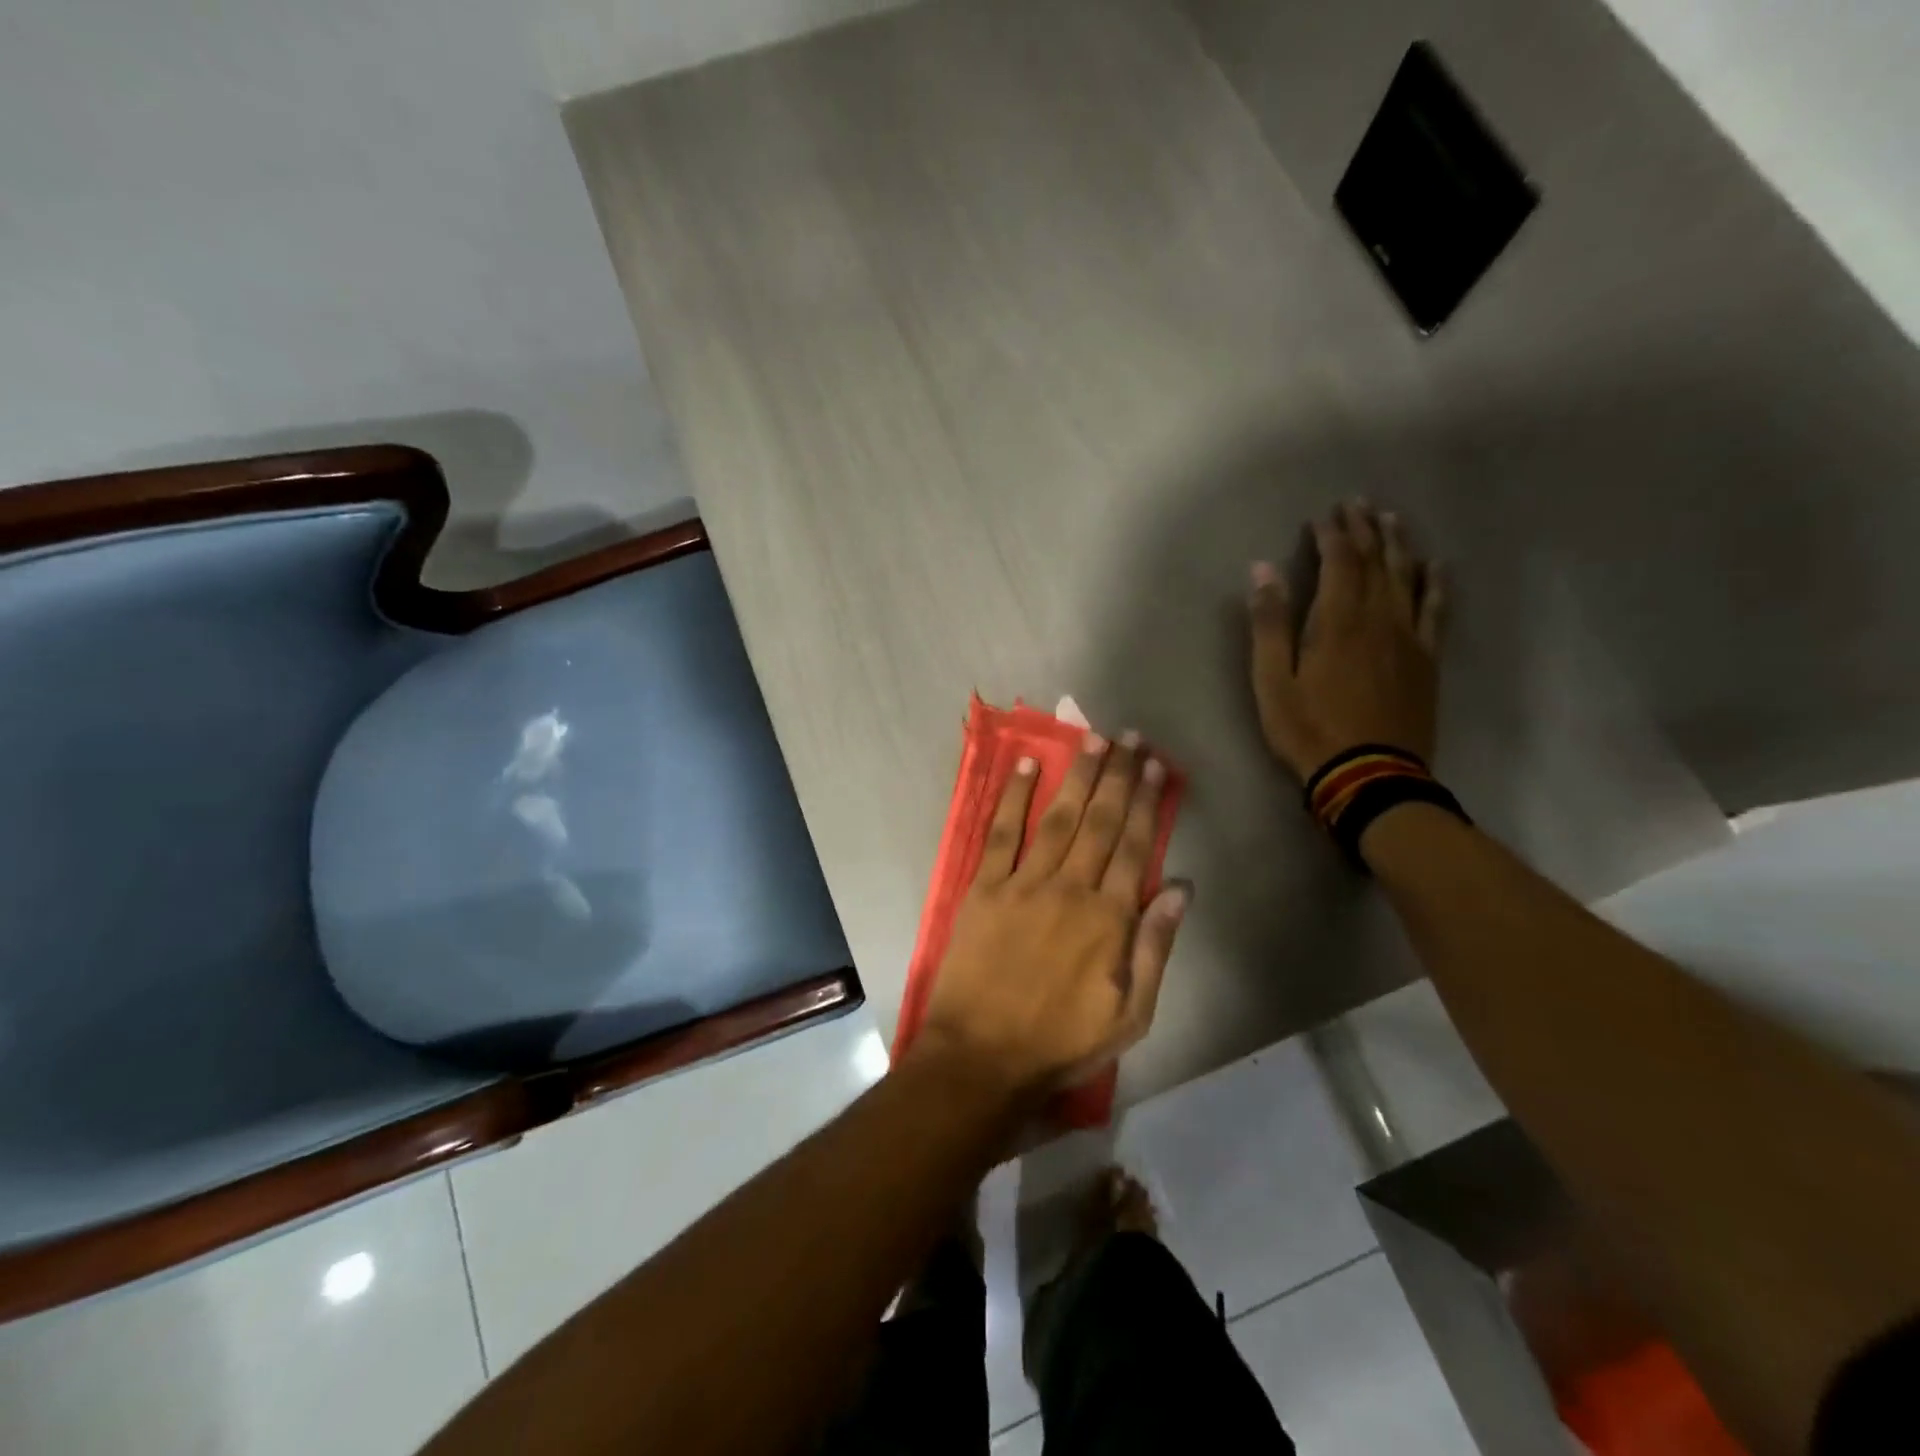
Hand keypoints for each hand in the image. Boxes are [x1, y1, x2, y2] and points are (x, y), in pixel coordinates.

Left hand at [915, 733, 1190, 1100]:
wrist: (982, 1057)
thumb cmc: (1061, 1042)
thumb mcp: (1130, 1014)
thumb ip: (1155, 947)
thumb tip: (1181, 889)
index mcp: (1108, 919)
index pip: (1134, 846)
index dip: (1147, 802)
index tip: (1156, 766)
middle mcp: (1070, 889)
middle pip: (1099, 821)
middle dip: (1117, 775)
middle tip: (1130, 736)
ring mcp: (1023, 884)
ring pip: (1057, 818)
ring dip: (1076, 775)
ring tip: (1092, 738)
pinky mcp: (984, 888)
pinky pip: (1000, 833)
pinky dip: (1013, 798)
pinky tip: (1026, 766)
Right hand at [1248, 501, 1446, 781]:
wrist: (1368, 774)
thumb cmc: (1309, 728)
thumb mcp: (1272, 681)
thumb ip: (1269, 624)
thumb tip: (1263, 571)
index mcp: (1337, 620)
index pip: (1339, 561)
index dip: (1331, 534)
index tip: (1323, 516)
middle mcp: (1379, 618)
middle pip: (1376, 561)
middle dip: (1365, 529)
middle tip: (1358, 504)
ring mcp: (1409, 637)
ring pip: (1407, 577)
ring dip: (1399, 545)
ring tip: (1392, 520)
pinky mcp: (1426, 659)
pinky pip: (1436, 611)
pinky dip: (1436, 584)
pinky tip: (1437, 567)